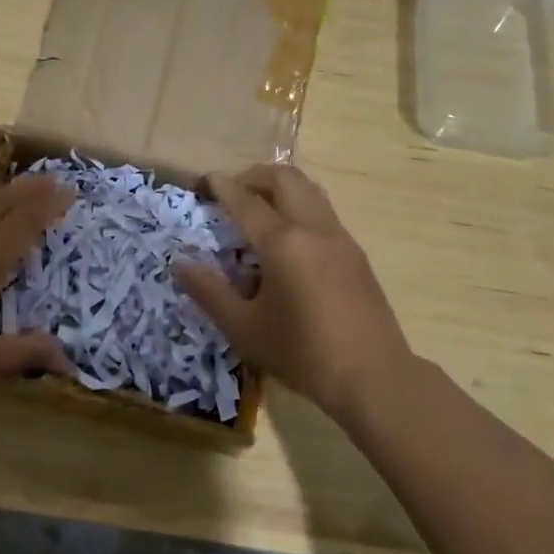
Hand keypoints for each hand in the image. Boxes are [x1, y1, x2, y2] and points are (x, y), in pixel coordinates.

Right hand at [176, 164, 415, 416]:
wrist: (373, 378)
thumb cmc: (302, 354)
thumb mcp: (244, 329)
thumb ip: (209, 292)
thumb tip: (179, 264)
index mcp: (283, 243)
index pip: (245, 201)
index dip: (222, 187)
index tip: (205, 180)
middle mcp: (313, 229)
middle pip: (285, 178)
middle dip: (254, 176)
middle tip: (232, 192)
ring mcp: (340, 238)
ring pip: (309, 190)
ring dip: (280, 188)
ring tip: (259, 209)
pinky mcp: (356, 254)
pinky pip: (323, 212)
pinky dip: (299, 207)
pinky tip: (288, 240)